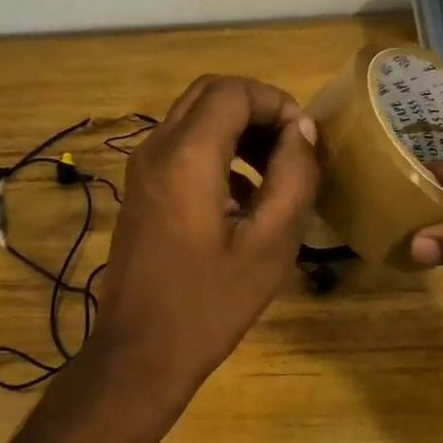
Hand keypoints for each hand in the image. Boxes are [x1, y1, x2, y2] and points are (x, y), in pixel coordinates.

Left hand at [92, 76, 319, 397]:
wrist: (140, 351)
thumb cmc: (210, 303)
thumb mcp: (270, 244)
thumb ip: (294, 177)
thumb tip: (301, 130)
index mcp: (187, 156)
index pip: (233, 91)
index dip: (276, 103)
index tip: (303, 142)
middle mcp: (156, 149)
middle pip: (210, 94)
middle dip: (256, 111)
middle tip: (290, 150)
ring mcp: (141, 169)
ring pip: (193, 119)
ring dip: (237, 131)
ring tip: (274, 174)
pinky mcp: (139, 190)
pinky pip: (180, 148)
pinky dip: (215, 152)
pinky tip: (242, 199)